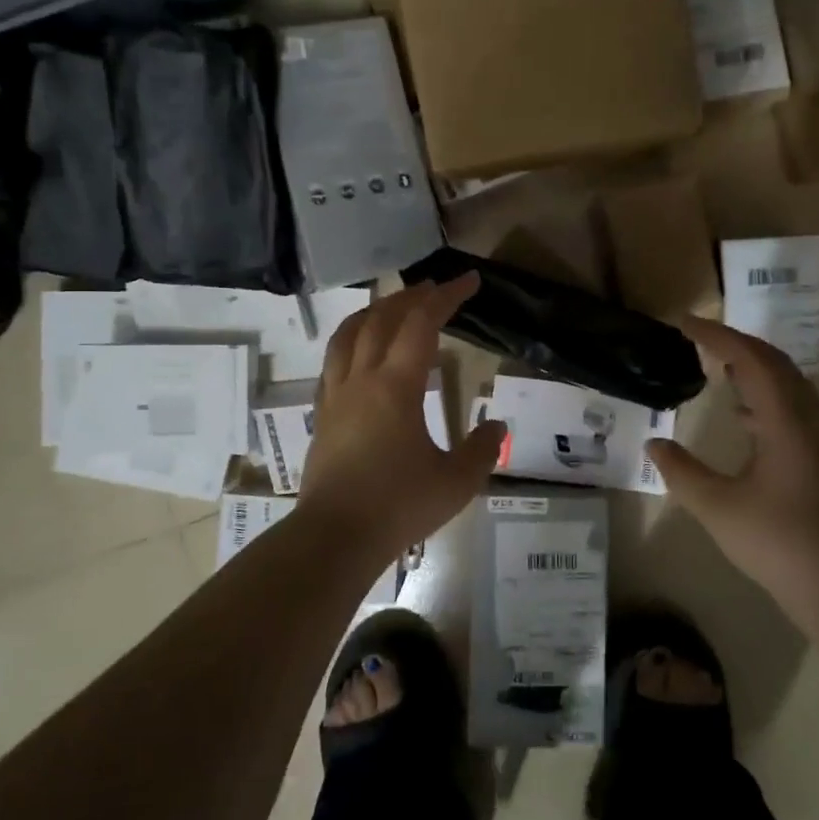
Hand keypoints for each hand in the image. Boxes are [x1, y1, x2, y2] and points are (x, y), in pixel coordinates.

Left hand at [298, 274, 505, 564]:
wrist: (334, 537)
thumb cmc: (398, 506)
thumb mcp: (456, 483)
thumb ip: (482, 450)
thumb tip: (496, 426)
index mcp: (396, 387)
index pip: (421, 324)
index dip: (446, 297)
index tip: (469, 282)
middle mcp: (362, 380)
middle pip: (381, 319)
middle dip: (411, 297)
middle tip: (435, 289)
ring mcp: (335, 396)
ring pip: (348, 335)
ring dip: (373, 312)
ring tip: (391, 306)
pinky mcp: (321, 416)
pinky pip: (333, 362)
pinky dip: (351, 342)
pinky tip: (359, 354)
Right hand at [646, 316, 818, 611]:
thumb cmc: (777, 542)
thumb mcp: (716, 507)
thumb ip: (681, 472)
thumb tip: (653, 445)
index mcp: (784, 423)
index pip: (751, 360)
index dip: (717, 336)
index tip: (683, 324)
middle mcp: (804, 421)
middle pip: (775, 363)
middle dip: (736, 342)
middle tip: (698, 338)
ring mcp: (813, 440)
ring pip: (786, 384)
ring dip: (753, 365)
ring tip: (717, 363)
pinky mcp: (814, 459)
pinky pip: (788, 407)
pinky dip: (761, 394)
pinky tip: (740, 413)